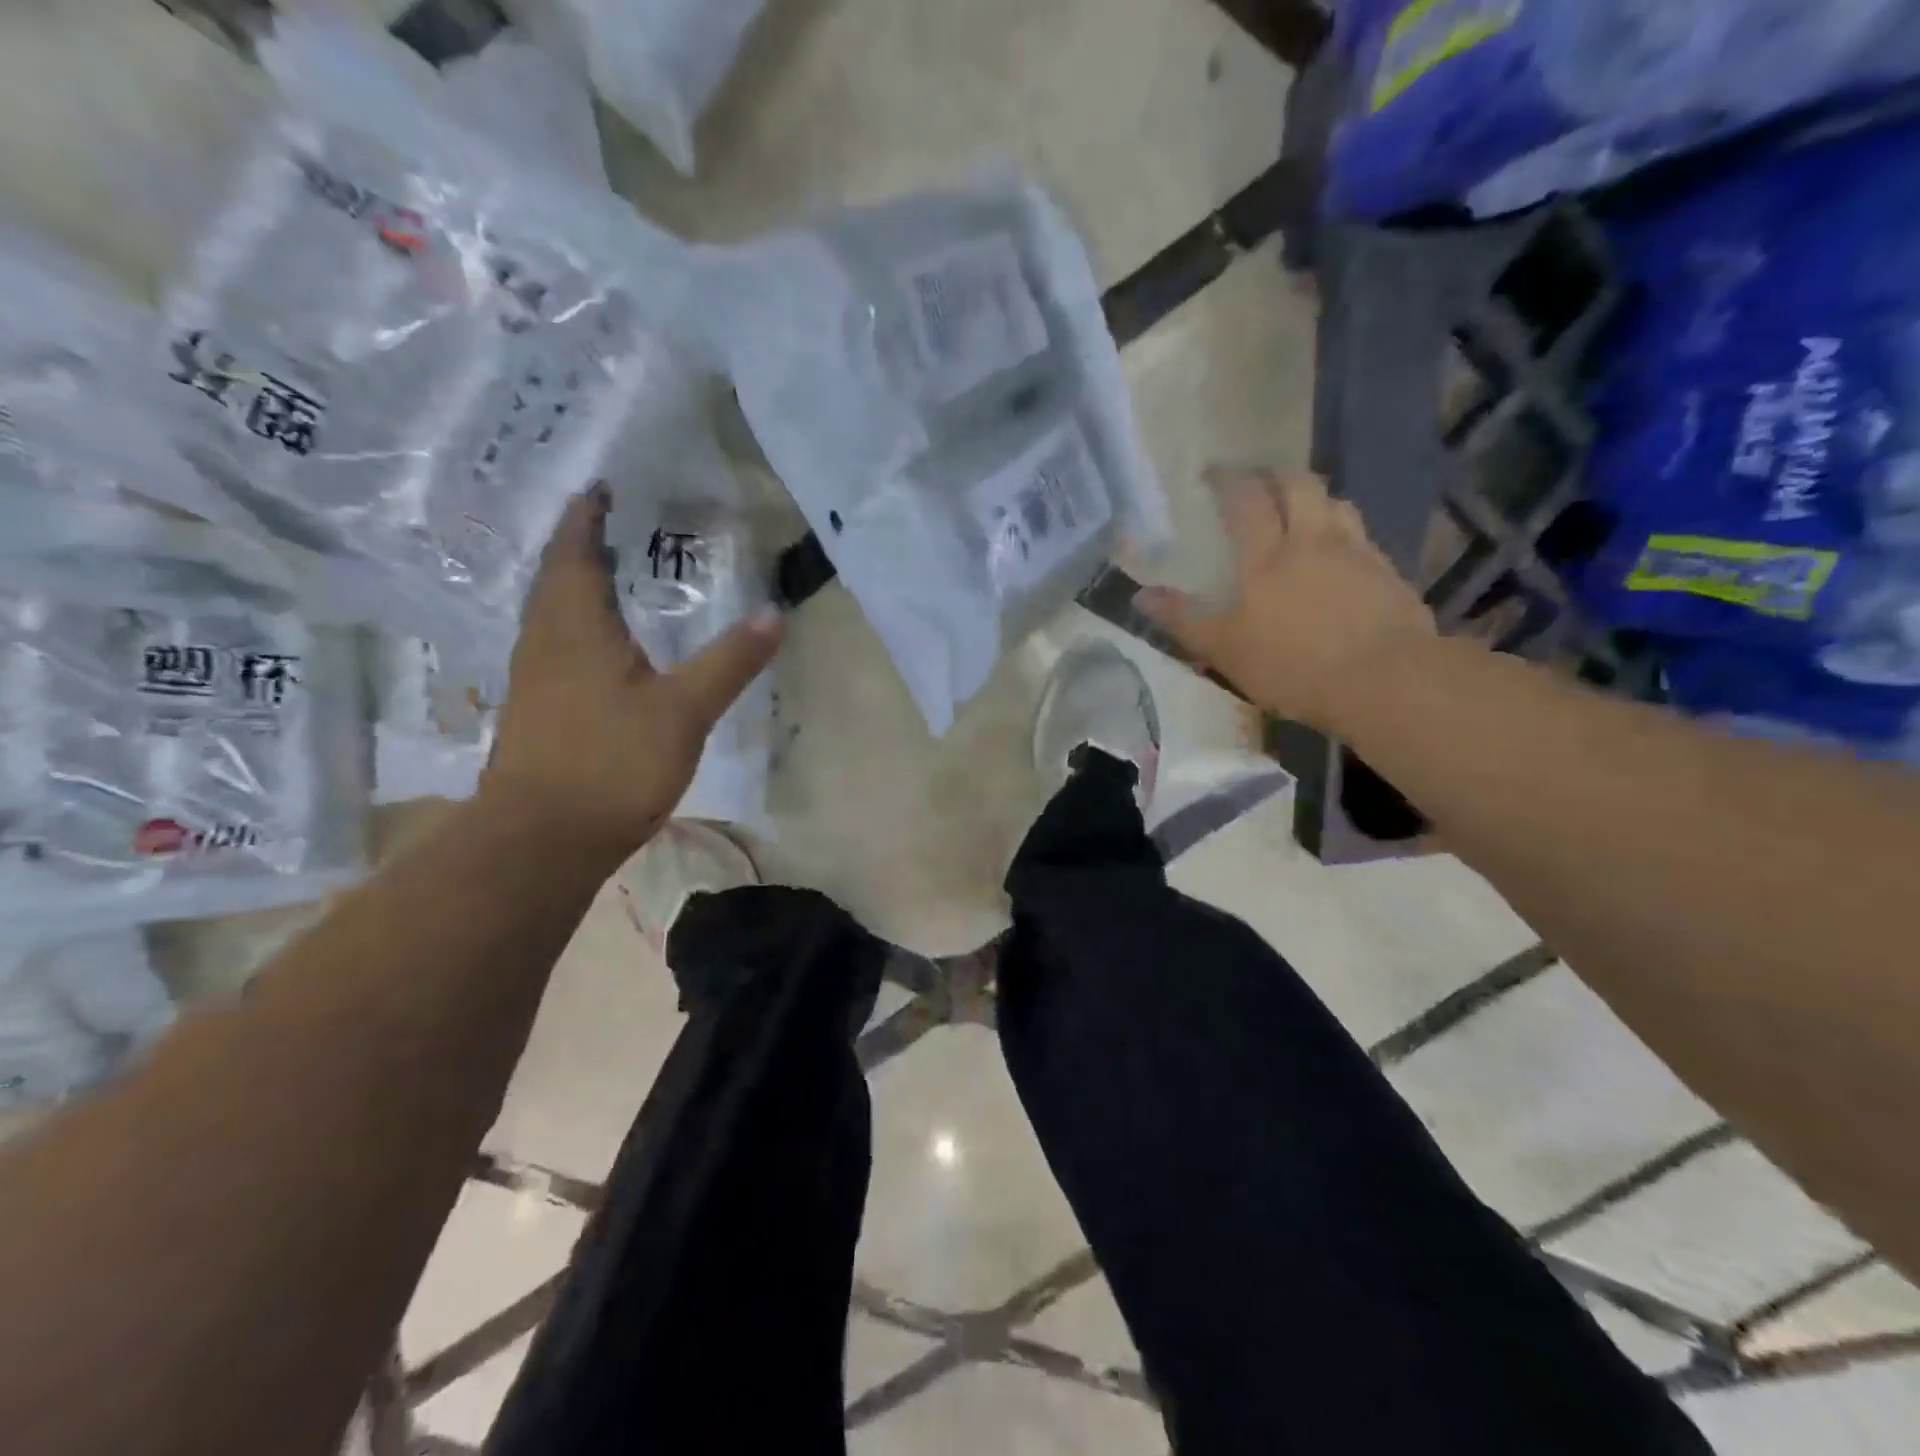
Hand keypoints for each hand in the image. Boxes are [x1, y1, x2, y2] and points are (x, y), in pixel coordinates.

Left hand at [481, 484, 782, 858]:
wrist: (542, 839)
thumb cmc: (612, 763)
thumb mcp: (684, 710)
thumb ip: (729, 660)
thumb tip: (774, 612)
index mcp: (576, 628)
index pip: (575, 554)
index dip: (586, 518)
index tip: (600, 488)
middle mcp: (545, 643)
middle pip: (554, 579)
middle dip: (578, 546)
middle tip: (607, 522)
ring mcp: (535, 679)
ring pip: (549, 614)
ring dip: (572, 585)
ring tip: (606, 573)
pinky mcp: (536, 711)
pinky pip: (553, 646)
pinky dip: (573, 625)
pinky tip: (597, 645)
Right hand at [1140, 467, 1436, 732]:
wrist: (1386, 680)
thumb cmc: (1294, 665)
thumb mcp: (1225, 650)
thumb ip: (1183, 620)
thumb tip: (1139, 596)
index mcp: (1268, 555)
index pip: (1246, 499)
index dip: (1228, 480)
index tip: (1213, 473)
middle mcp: (1313, 539)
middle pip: (1299, 485)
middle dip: (1275, 475)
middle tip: (1258, 482)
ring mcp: (1357, 552)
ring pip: (1336, 503)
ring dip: (1314, 498)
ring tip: (1301, 511)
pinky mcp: (1388, 573)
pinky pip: (1361, 536)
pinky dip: (1343, 532)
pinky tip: (1338, 556)